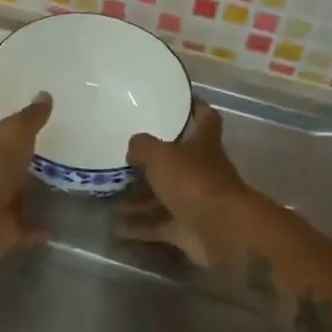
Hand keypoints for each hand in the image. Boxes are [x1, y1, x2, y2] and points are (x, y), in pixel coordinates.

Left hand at [0, 93, 51, 261]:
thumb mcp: (15, 133)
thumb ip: (29, 118)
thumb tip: (45, 94)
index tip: (15, 131)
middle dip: (14, 167)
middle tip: (42, 161)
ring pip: (10, 199)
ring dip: (26, 198)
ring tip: (55, 192)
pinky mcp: (1, 232)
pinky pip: (23, 229)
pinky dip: (37, 228)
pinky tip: (56, 226)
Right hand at [115, 100, 251, 268]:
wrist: (222, 232)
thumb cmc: (194, 182)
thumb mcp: (161, 155)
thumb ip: (142, 146)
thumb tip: (133, 148)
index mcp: (203, 144)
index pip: (205, 118)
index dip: (195, 107)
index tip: (180, 99)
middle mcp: (201, 171)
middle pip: (177, 162)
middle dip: (151, 162)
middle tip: (122, 156)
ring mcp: (194, 201)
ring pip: (162, 196)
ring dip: (137, 199)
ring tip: (108, 195)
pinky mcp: (186, 229)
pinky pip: (157, 225)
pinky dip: (138, 227)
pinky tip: (114, 226)